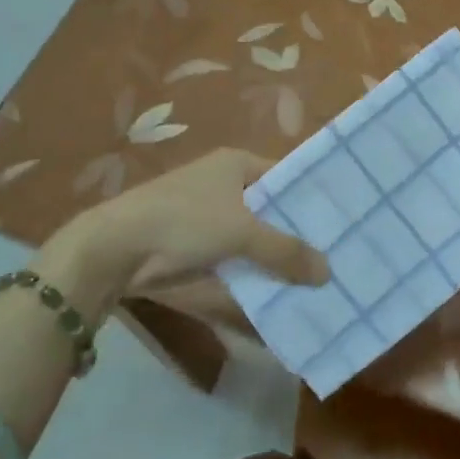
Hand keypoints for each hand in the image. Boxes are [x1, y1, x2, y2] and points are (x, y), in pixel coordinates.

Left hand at [40, 149, 328, 313]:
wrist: (116, 249)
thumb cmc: (184, 220)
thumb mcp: (242, 231)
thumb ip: (285, 250)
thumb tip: (327, 272)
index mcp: (237, 164)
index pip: (286, 176)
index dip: (311, 198)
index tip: (342, 222)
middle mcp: (226, 185)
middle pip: (272, 210)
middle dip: (298, 234)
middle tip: (338, 256)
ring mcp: (210, 217)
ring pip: (256, 238)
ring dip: (278, 258)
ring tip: (319, 280)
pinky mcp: (197, 248)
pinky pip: (238, 259)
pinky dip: (255, 274)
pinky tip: (282, 294)